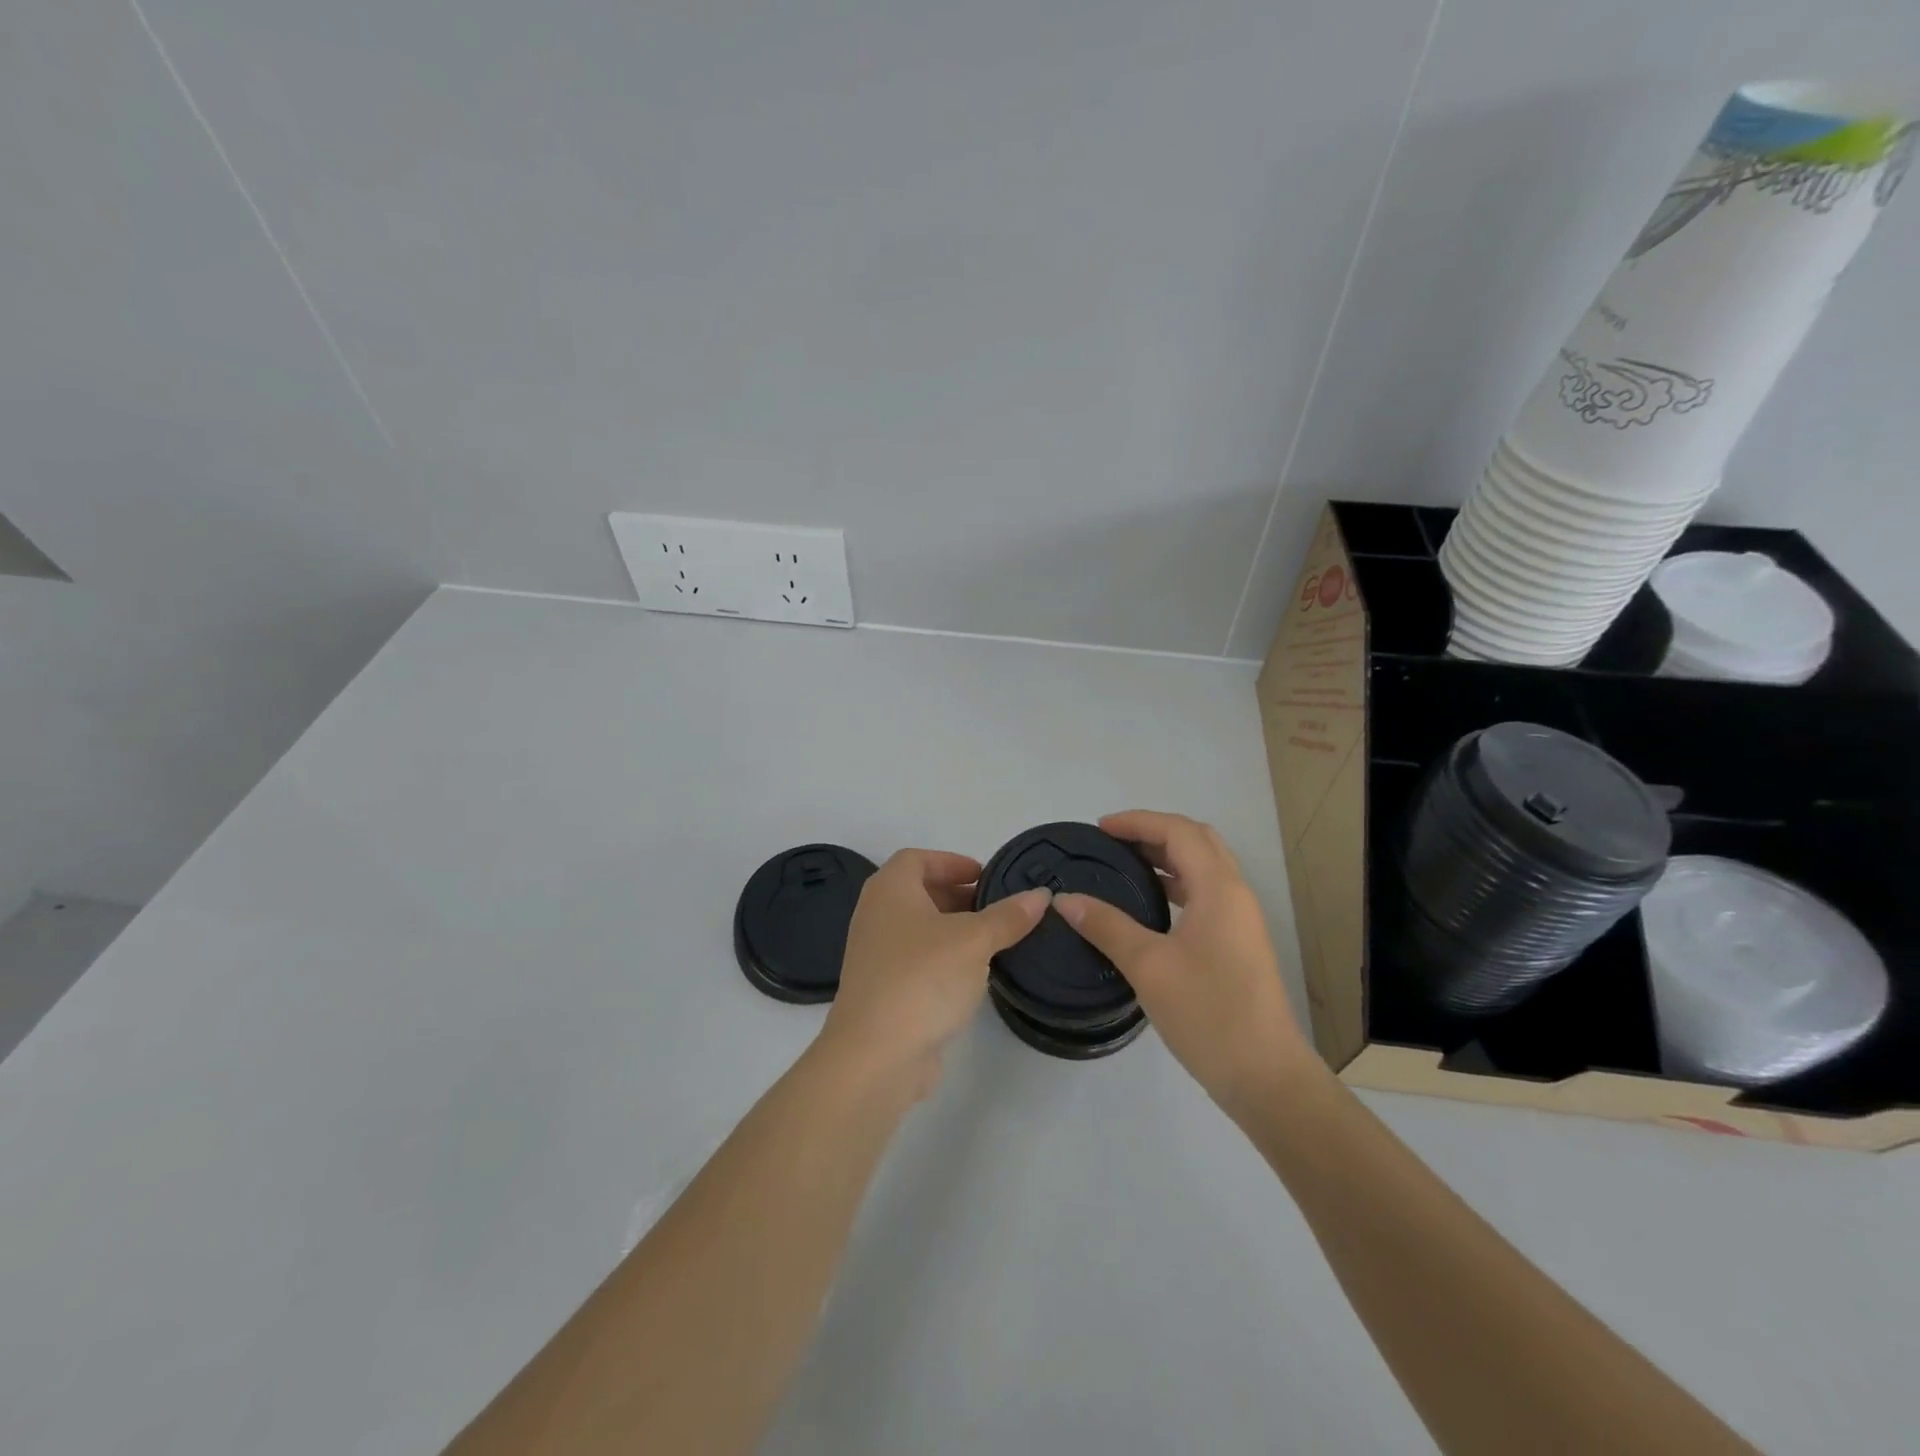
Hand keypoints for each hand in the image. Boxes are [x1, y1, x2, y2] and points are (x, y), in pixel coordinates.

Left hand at [819, 849, 1049, 1096]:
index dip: (951, 861)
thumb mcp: (974, 941)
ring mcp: (876, 956)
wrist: (875, 1055)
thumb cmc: (922, 978)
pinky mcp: (884, 991)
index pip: (916, 859)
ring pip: (920, 930)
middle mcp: (876, 916)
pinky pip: (917, 961)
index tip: (984, 875)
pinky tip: (972, 976)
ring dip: (954, 930)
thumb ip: (1007, 916)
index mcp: (889, 891)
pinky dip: (944, 959)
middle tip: (997, 908)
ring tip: (993, 940)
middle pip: (918, 893)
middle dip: (958, 896)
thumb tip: (1040, 895)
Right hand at [1054, 811, 1315, 1116]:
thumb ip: (1106, 926)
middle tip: (1112, 843)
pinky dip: (1176, 884)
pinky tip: (1150, 906)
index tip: (1099, 829)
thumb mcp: (1149, 966)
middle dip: (1153, 832)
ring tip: (1124, 867)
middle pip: (1196, 841)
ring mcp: (1241, 920)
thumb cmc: (1209, 1014)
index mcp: (1219, 889)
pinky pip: (1206, 894)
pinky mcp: (1238, 943)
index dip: (1138, 821)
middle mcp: (1236, 895)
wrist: (1265, 1076)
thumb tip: (1064, 900)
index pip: (1179, 831)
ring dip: (1166, 857)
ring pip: (1204, 868)